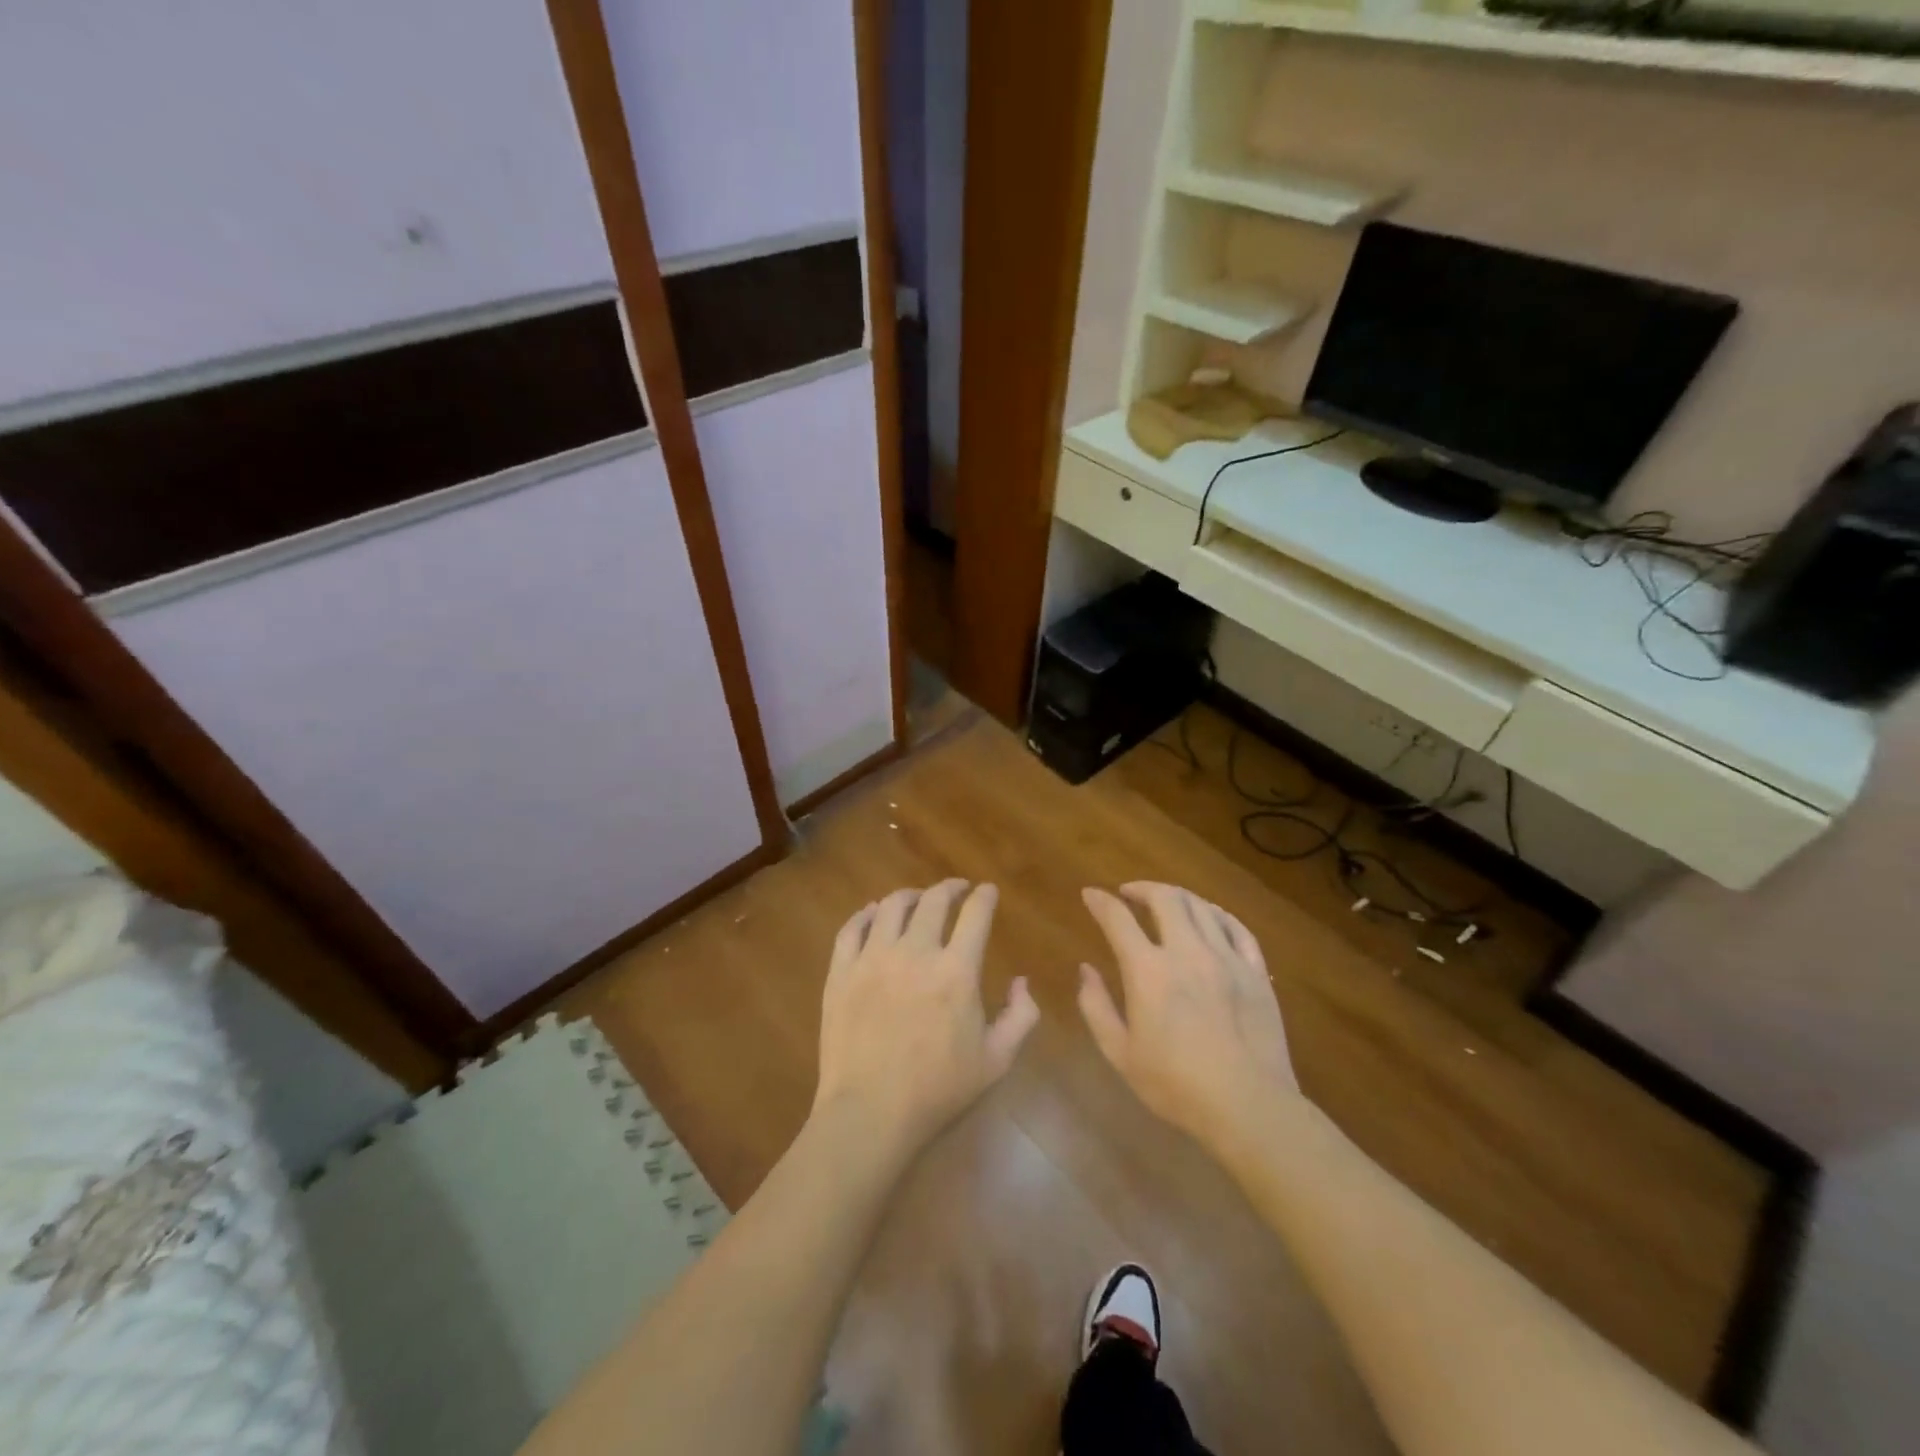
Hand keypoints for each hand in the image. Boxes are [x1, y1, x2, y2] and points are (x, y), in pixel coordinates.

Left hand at [812, 880, 1039, 1158]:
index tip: (987, 891)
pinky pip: (851, 928)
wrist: (870, 1114)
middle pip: (933, 901)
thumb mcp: (996, 1061)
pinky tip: (872, 914)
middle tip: (956, 889)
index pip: (975, 915)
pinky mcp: (840, 972)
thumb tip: (1021, 982)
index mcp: (956, 971)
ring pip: (890, 906)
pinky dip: (865, 914)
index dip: (984, 897)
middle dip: (950, 888)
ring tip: (917, 899)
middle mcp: (915, 952)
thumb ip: (1020, 1017)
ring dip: (909, 896)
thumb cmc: (938, 1091)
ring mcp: (872, 959)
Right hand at [1077, 883, 1299, 1150]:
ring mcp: (1227, 958)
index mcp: (1148, 971)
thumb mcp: (1120, 1053)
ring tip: (1166, 903)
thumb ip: (1096, 1007)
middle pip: (1165, 898)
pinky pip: (1237, 928)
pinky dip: (1218, 914)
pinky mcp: (1256, 972)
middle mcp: (1187, 952)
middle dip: (1142, 888)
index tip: (1090, 894)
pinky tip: (1210, 917)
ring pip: (1201, 906)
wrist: (1249, 1108)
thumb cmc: (1176, 1085)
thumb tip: (1085, 970)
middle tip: (1129, 894)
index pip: (1117, 919)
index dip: (1100, 901)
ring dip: (1178, 897)